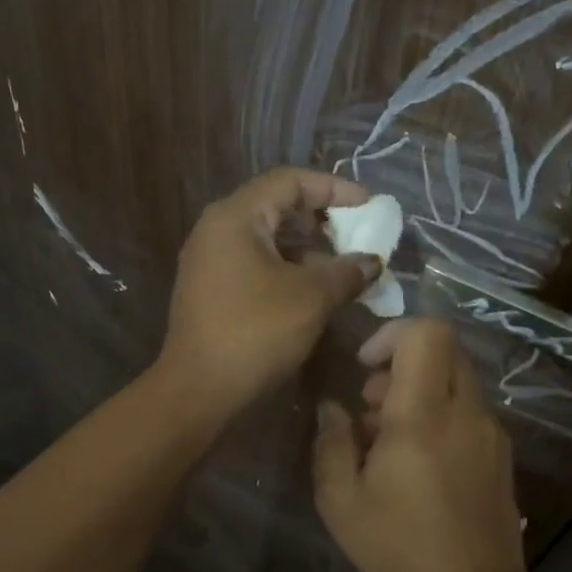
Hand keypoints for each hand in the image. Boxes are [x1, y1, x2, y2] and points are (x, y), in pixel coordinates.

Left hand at [159, 168, 379, 416]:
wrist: (199, 390)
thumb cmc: (256, 332)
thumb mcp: (311, 298)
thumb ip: (347, 272)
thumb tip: (372, 262)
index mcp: (236, 216)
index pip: (290, 181)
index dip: (334, 188)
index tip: (369, 205)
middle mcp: (217, 230)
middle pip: (277, 208)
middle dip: (321, 222)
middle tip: (357, 239)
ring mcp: (209, 261)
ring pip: (267, 240)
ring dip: (307, 251)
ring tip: (343, 270)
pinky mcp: (211, 291)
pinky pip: (255, 265)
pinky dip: (287, 270)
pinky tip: (314, 293)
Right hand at [312, 318, 534, 571]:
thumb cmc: (399, 551)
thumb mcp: (341, 501)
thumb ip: (331, 442)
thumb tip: (332, 407)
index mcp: (424, 417)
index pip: (427, 333)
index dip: (391, 333)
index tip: (364, 366)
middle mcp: (466, 413)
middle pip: (445, 350)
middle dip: (402, 362)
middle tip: (371, 404)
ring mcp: (492, 433)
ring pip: (458, 380)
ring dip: (420, 391)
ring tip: (388, 441)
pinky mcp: (502, 455)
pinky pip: (469, 411)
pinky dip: (440, 415)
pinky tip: (419, 463)